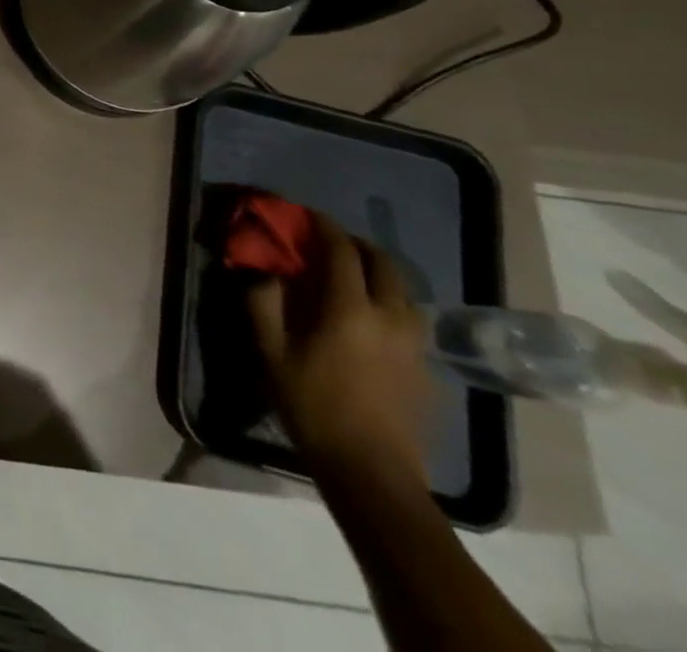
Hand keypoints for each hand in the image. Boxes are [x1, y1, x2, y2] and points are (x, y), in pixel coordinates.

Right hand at [247, 215, 429, 488]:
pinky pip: (409, 317)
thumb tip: (262, 271)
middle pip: (383, 264)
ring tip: (352, 275)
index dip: (324, 227)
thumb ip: (262, 302)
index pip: (341, 251)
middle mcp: (390, 317)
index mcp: (350, 309)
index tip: (306, 214)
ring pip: (403, 291)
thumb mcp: (271, 352)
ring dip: (378, 272)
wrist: (372, 472)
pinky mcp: (424, 368)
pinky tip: (369, 316)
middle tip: (330, 241)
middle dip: (356, 244)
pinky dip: (389, 300)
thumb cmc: (313, 406)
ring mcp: (414, 344)